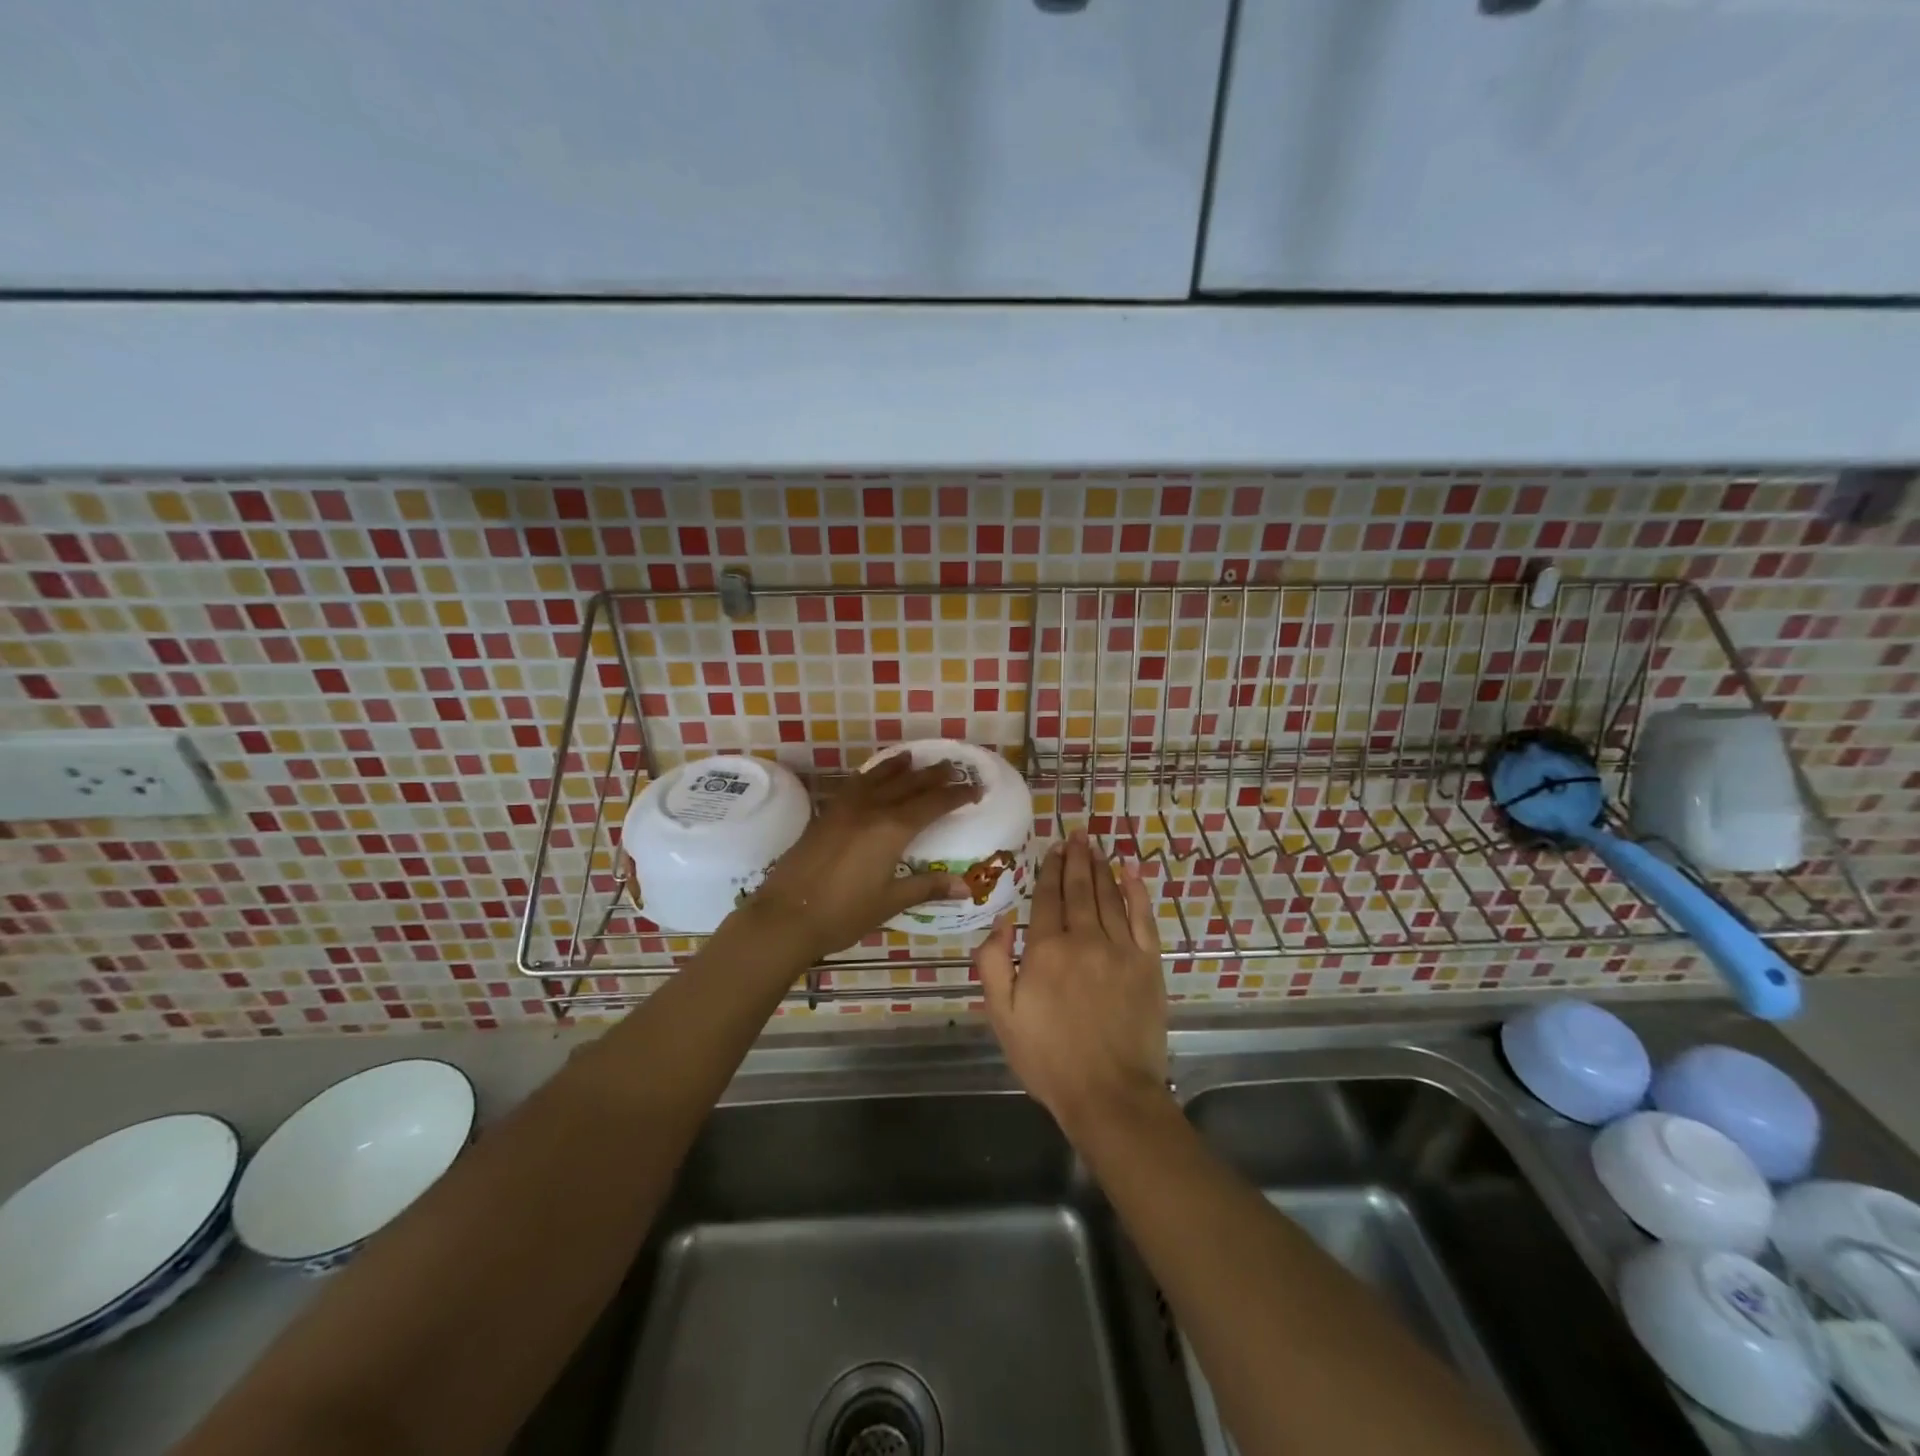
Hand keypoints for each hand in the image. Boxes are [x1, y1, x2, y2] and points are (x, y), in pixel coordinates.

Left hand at [743, 753, 979, 961]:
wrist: (786, 916)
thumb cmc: (843, 914)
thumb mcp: (890, 902)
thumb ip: (927, 887)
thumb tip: (965, 887)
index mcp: (892, 829)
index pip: (933, 804)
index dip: (956, 795)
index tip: (975, 788)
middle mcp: (871, 809)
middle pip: (908, 784)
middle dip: (932, 775)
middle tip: (952, 767)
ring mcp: (844, 809)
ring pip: (878, 778)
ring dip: (898, 767)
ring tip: (912, 757)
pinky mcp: (825, 815)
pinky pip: (854, 785)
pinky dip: (869, 776)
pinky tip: (869, 778)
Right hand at [976, 831, 1168, 1140]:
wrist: (1109, 1094)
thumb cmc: (1048, 1058)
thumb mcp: (1002, 1016)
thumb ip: (993, 963)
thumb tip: (1001, 920)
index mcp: (1045, 951)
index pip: (1046, 900)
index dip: (1049, 872)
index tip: (1051, 850)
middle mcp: (1083, 940)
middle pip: (1079, 890)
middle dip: (1076, 860)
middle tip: (1076, 834)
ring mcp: (1119, 949)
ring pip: (1108, 897)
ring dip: (1101, 868)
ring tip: (1095, 846)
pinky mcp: (1148, 964)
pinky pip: (1142, 918)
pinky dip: (1137, 892)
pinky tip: (1132, 872)